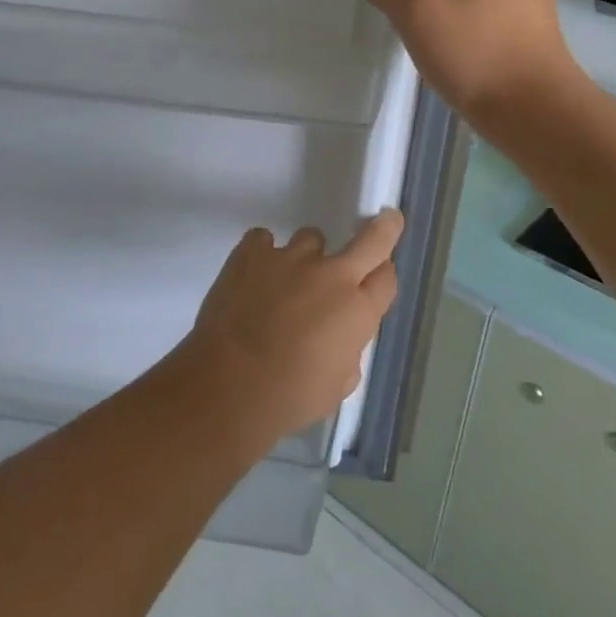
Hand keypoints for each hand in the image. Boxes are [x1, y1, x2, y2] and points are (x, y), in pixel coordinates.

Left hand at [179, 210, 402, 444]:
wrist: (229, 384)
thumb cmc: (289, 396)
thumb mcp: (336, 387)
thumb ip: (346, 353)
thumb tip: (339, 340)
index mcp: (357, 310)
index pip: (386, 278)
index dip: (382, 277)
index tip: (377, 277)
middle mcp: (331, 275)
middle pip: (370, 240)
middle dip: (382, 229)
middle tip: (386, 220)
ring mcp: (290, 257)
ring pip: (311, 239)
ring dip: (306, 258)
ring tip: (285, 283)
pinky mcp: (252, 251)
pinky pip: (263, 240)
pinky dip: (262, 254)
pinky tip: (252, 275)